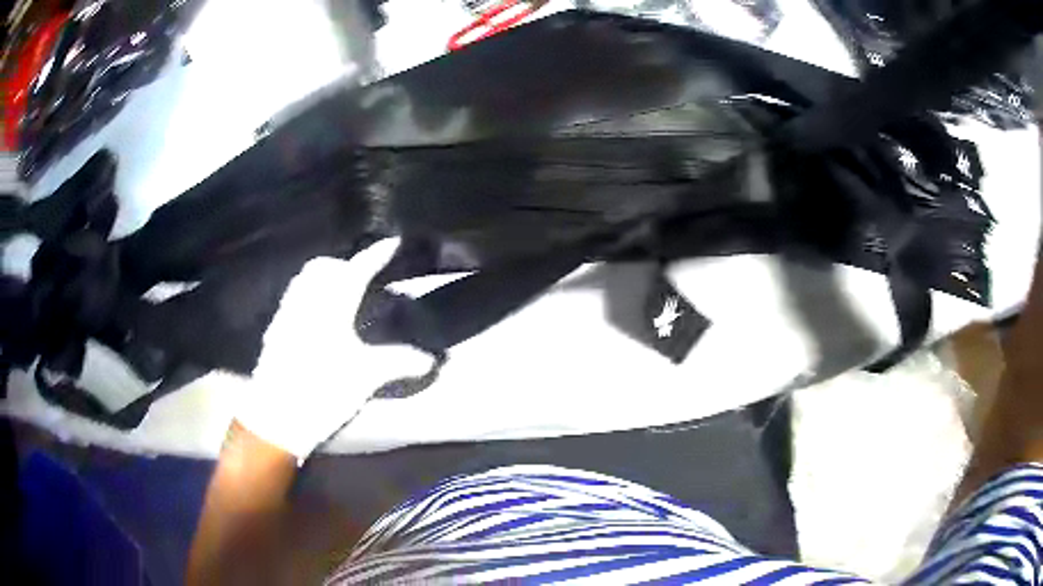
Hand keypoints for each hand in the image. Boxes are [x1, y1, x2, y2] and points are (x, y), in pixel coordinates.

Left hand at [235, 238, 432, 460]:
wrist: (276, 417)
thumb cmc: (323, 390)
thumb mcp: (366, 377)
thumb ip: (398, 362)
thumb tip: (430, 360)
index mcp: (331, 305)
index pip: (357, 269)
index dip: (376, 254)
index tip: (392, 242)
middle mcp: (305, 301)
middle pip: (323, 266)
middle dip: (344, 264)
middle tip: (362, 279)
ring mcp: (286, 314)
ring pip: (303, 280)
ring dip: (323, 279)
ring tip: (340, 297)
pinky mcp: (275, 332)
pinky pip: (293, 299)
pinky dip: (308, 297)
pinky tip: (318, 322)